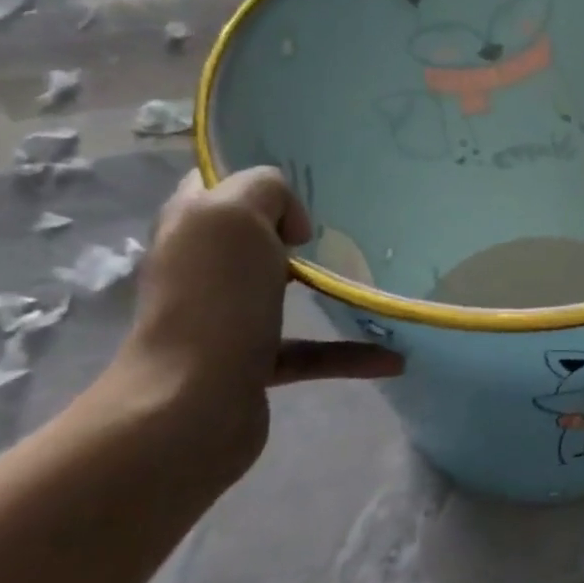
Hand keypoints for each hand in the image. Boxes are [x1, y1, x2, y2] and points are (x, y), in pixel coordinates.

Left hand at [107, 168, 403, 469]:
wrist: (190, 407)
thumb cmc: (215, 298)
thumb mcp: (236, 214)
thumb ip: (265, 189)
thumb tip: (290, 224)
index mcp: (192, 224)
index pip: (216, 181)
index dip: (256, 175)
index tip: (307, 183)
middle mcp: (204, 268)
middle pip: (253, 235)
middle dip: (297, 229)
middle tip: (346, 226)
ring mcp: (226, 318)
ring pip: (282, 290)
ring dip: (327, 287)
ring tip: (374, 279)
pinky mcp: (250, 364)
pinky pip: (309, 351)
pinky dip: (348, 353)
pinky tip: (393, 358)